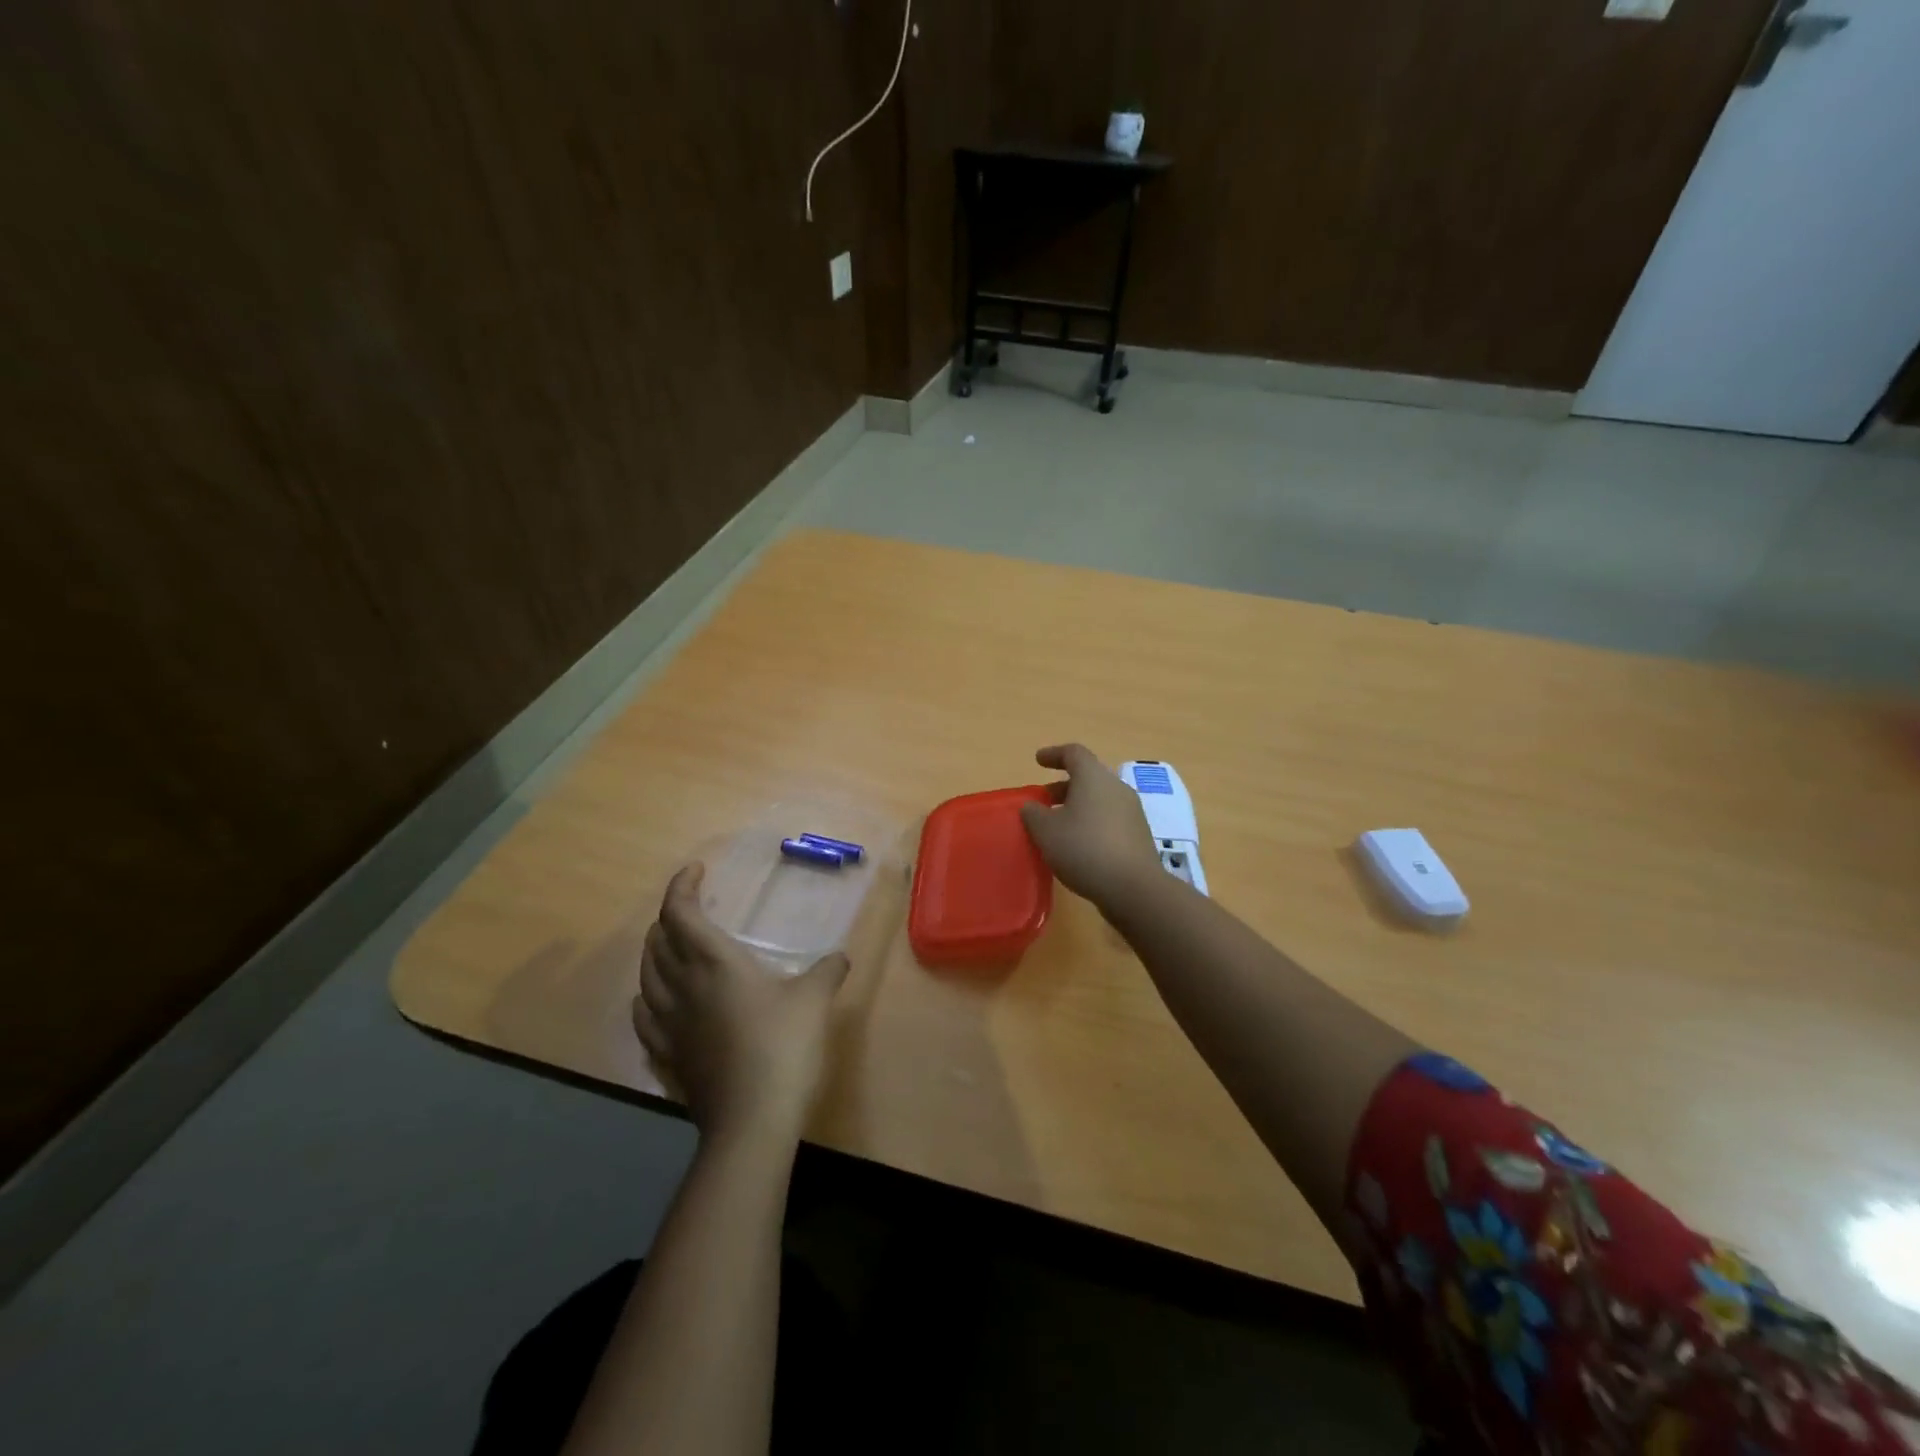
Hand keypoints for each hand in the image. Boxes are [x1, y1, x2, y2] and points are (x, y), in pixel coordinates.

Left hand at [632, 863, 850, 1143]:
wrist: (752, 1121)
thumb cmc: (783, 1046)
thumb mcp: (815, 1001)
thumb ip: (826, 972)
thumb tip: (840, 958)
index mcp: (713, 963)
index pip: (680, 913)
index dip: (681, 886)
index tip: (696, 871)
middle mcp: (682, 987)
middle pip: (657, 942)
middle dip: (670, 918)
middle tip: (691, 910)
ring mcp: (669, 1026)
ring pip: (646, 978)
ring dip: (654, 954)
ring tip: (670, 949)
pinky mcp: (668, 1058)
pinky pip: (644, 1019)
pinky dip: (645, 999)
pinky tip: (651, 1002)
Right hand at [1019, 744, 1164, 909]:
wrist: (1134, 887)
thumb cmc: (1084, 849)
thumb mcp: (1046, 831)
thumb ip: (1033, 814)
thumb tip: (1032, 806)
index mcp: (1094, 777)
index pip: (1074, 753)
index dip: (1053, 754)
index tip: (1038, 761)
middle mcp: (1116, 787)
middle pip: (1089, 776)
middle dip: (1063, 786)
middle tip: (1044, 800)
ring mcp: (1132, 811)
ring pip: (1100, 799)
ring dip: (1078, 806)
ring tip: (1058, 826)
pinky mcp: (1139, 835)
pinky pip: (1110, 819)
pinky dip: (1092, 822)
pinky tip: (1079, 845)